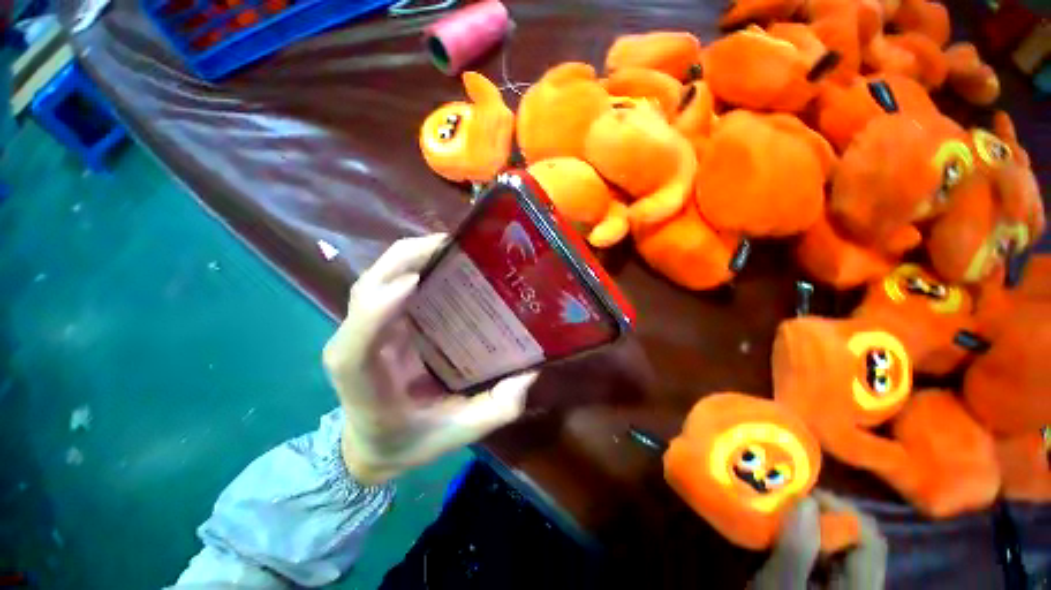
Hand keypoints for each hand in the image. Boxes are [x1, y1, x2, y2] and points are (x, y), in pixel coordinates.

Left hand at [323, 234, 538, 484]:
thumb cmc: (409, 441)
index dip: (379, 307)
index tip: (416, 280)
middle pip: (366, 291)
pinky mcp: (378, 324)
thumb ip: (496, 409)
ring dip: (407, 257)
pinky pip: (388, 285)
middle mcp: (355, 348)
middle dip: (402, 260)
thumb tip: (528, 374)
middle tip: (450, 245)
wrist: (373, 444)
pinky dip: (410, 266)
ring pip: (374, 280)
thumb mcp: (458, 433)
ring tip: (449, 246)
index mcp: (366, 381)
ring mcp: (364, 331)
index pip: (358, 341)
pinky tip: (441, 262)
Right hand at [751, 491, 887, 589]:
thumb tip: (804, 500)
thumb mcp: (782, 587)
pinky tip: (783, 539)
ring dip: (812, 528)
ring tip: (781, 515)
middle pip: (856, 541)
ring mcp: (846, 589)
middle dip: (823, 516)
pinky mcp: (829, 589)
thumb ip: (796, 547)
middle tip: (788, 501)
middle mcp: (862, 585)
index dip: (841, 510)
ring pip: (839, 549)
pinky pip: (825, 559)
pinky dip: (806, 543)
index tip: (802, 494)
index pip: (868, 538)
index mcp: (862, 587)